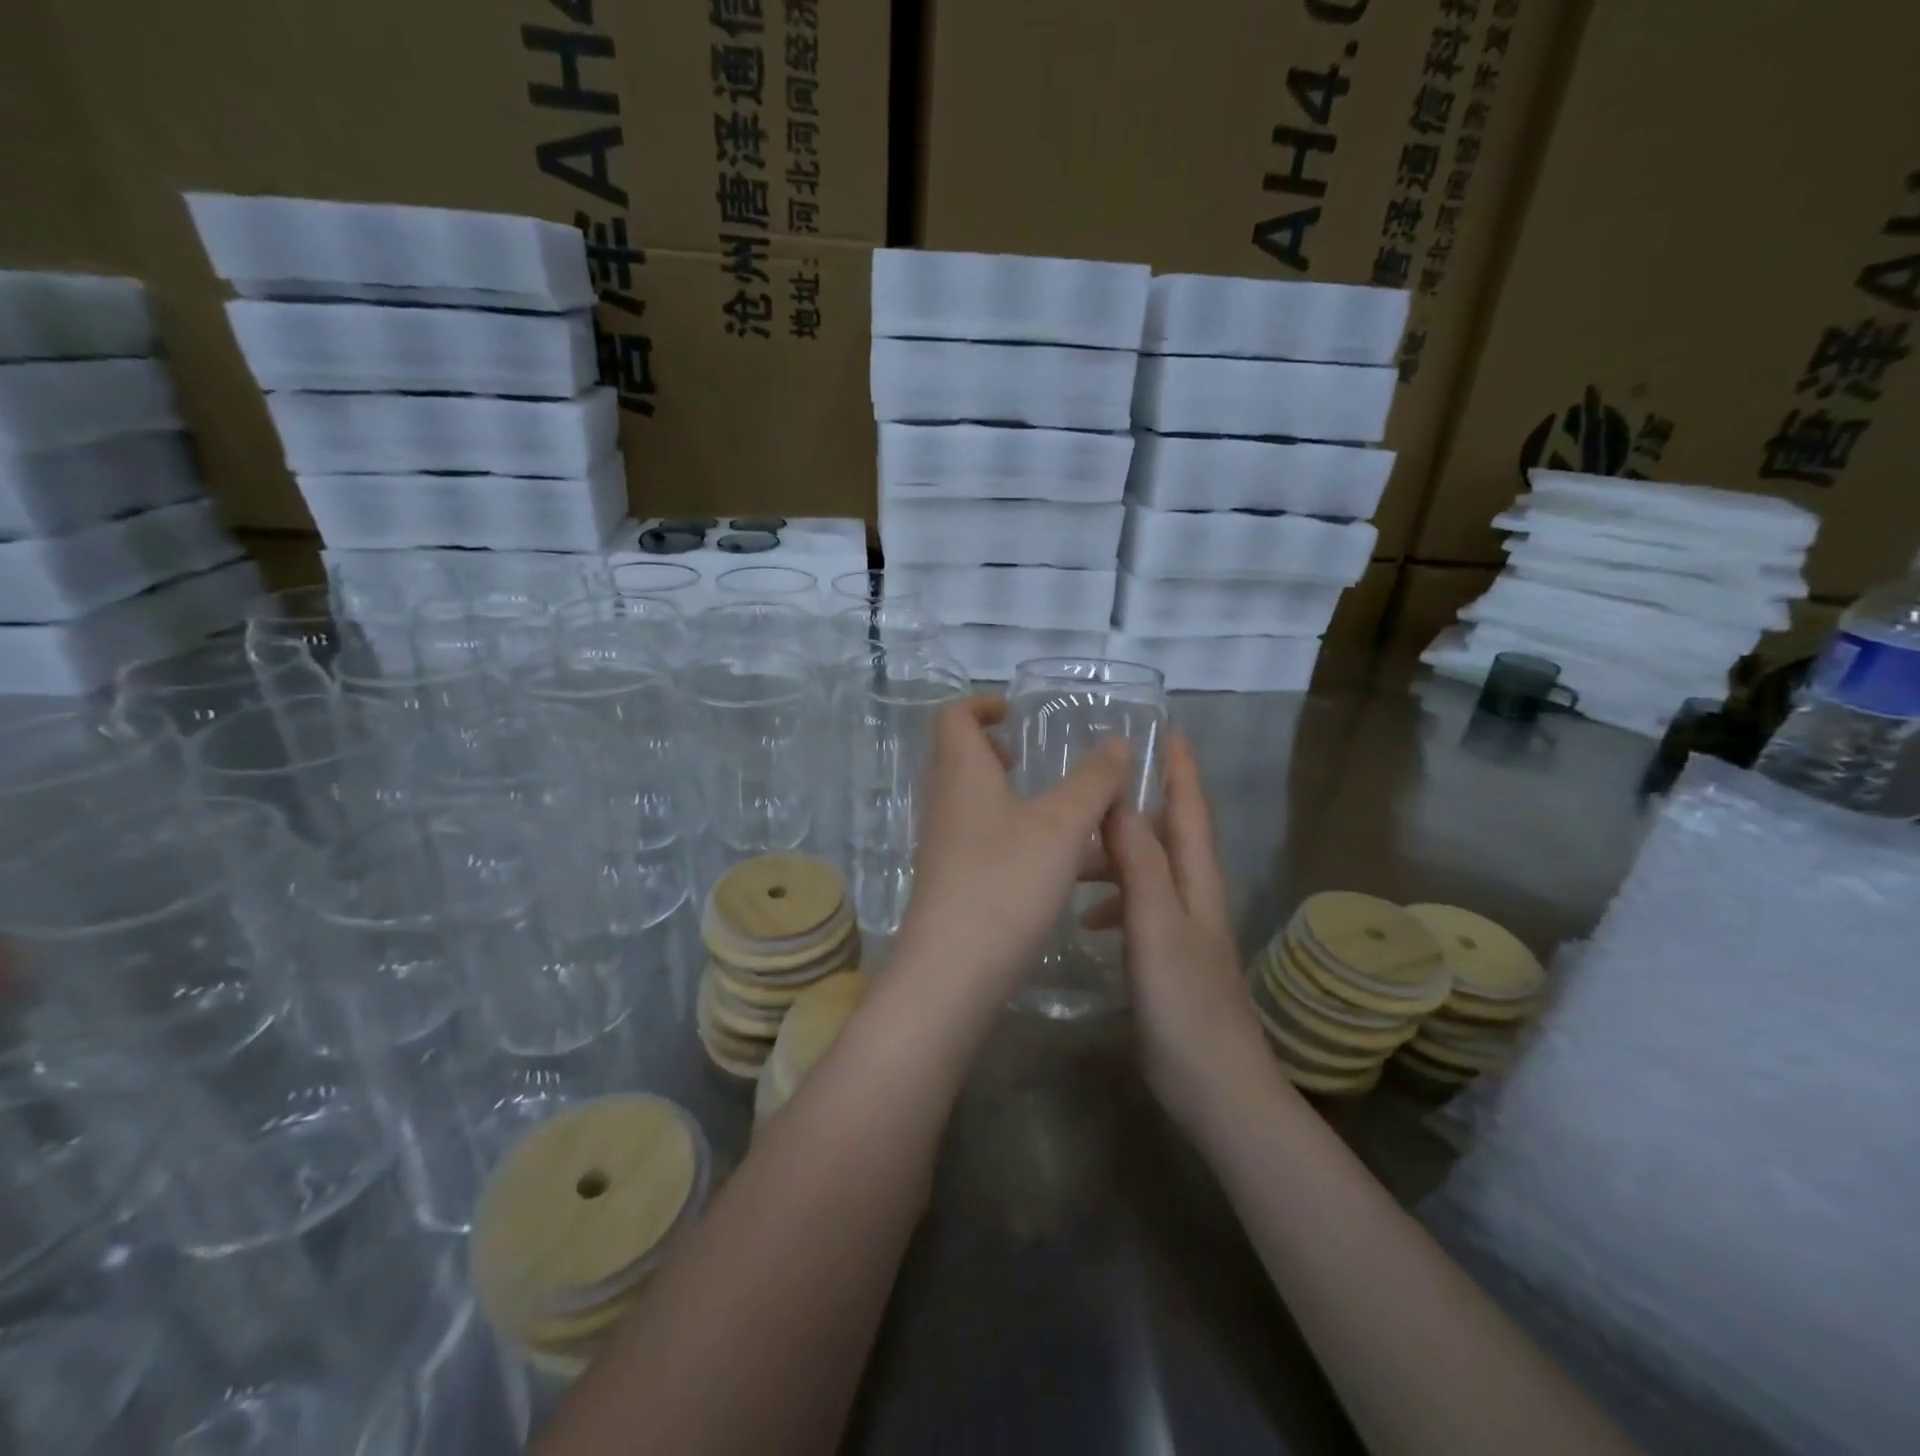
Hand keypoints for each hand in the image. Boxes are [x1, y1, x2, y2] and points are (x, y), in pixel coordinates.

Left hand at [894, 696, 1128, 1007]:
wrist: (953, 970)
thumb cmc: (1006, 880)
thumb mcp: (1063, 825)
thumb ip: (1093, 781)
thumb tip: (1116, 743)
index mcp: (962, 772)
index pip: (953, 716)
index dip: (981, 705)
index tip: (1015, 713)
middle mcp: (944, 801)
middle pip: (960, 758)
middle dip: (995, 750)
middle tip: (1031, 759)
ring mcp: (943, 843)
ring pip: (974, 802)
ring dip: (1010, 796)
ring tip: (1059, 813)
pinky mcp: (950, 880)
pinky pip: (981, 838)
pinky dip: (1012, 834)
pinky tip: (1052, 863)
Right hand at [1088, 732, 1278, 1134]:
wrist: (1215, 1085)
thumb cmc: (1186, 1001)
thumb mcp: (1157, 924)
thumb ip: (1139, 863)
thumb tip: (1119, 802)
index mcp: (1197, 879)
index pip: (1191, 809)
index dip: (1181, 768)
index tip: (1168, 729)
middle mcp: (1194, 895)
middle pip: (1168, 833)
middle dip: (1139, 803)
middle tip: (1094, 784)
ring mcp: (1182, 927)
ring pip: (1147, 870)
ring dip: (1115, 853)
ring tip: (1071, 854)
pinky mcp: (1167, 956)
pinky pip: (1137, 906)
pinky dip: (1113, 898)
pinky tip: (1085, 916)